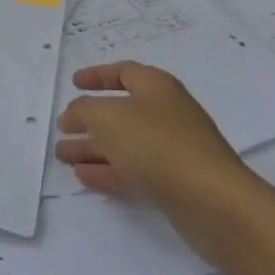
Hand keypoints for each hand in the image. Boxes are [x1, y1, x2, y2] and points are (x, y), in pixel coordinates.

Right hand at [55, 62, 245, 211]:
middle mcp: (166, 114)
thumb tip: (73, 114)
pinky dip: (107, 171)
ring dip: (92, 148)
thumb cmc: (158, 145)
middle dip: (88, 120)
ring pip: (124, 144)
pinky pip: (133, 171)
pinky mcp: (174, 183)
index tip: (73, 83)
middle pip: (121, 111)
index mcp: (156, 87)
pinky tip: (83, 176)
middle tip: (61, 129)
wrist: (213, 202)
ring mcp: (172, 150)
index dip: (97, 75)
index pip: (124, 72)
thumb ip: (83, 111)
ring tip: (62, 156)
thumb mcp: (108, 118)